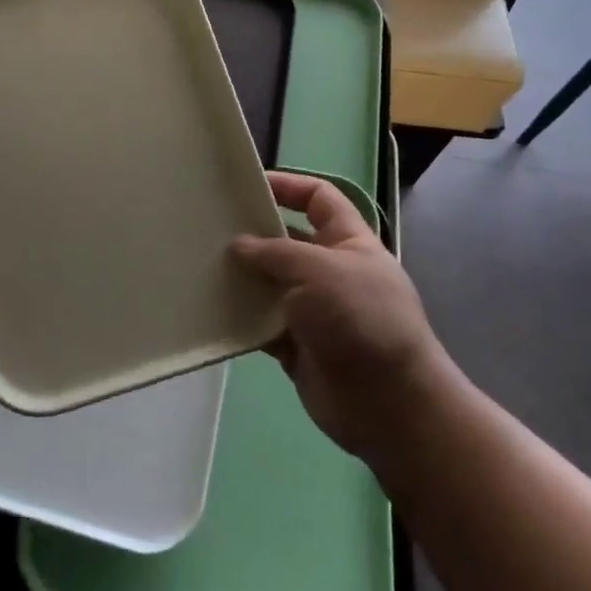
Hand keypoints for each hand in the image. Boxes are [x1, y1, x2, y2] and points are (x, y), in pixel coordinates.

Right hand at [233, 171, 444, 462]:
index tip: (248, 186)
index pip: (319, 198)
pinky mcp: (297, 345)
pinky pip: (262, 323)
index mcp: (349, 242)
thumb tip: (239, 246)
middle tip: (211, 228)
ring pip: (271, 283)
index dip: (289, 186)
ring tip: (202, 265)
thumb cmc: (361, 319)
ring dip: (243, 277)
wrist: (388, 403)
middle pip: (288, 241)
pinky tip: (211, 309)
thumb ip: (276, 253)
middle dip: (255, 233)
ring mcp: (315, 310)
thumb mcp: (320, 269)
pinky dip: (241, 318)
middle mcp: (331, 271)